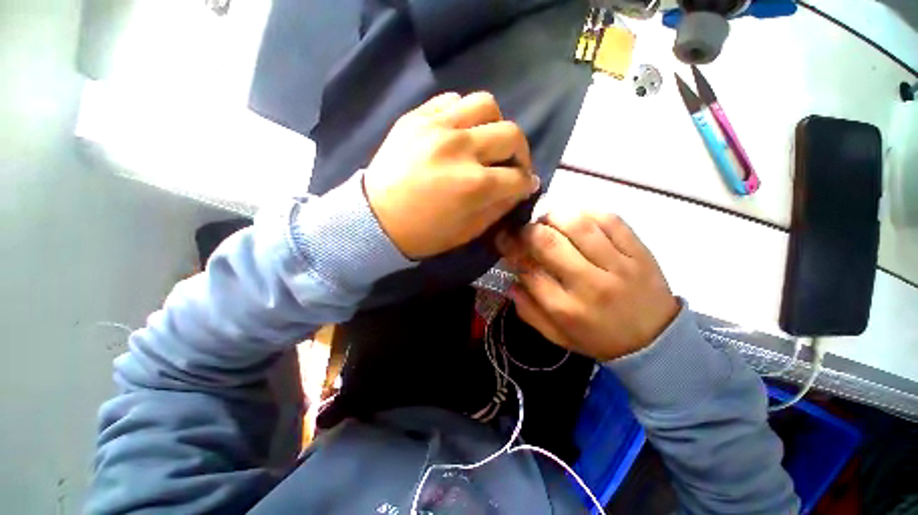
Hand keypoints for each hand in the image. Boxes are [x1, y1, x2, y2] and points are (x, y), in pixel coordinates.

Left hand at [364, 92, 539, 258]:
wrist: (375, 219)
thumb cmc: (423, 233)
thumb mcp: (468, 231)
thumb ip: (498, 208)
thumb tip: (519, 188)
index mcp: (474, 185)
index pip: (518, 177)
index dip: (526, 184)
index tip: (524, 186)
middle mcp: (461, 149)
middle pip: (511, 134)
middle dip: (520, 153)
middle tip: (512, 165)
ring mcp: (437, 127)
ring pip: (486, 104)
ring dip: (495, 125)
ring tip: (485, 142)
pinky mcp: (417, 118)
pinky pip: (452, 101)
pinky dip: (464, 115)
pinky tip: (459, 132)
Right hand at [498, 211, 678, 360]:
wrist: (657, 342)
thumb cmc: (600, 340)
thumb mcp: (558, 337)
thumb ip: (530, 313)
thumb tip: (510, 284)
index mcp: (567, 309)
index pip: (529, 271)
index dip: (512, 252)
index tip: (505, 242)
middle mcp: (590, 284)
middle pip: (549, 243)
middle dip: (528, 231)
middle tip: (524, 230)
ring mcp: (618, 265)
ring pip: (578, 225)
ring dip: (554, 216)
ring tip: (547, 221)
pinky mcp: (639, 251)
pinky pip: (610, 220)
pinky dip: (586, 212)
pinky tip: (576, 218)